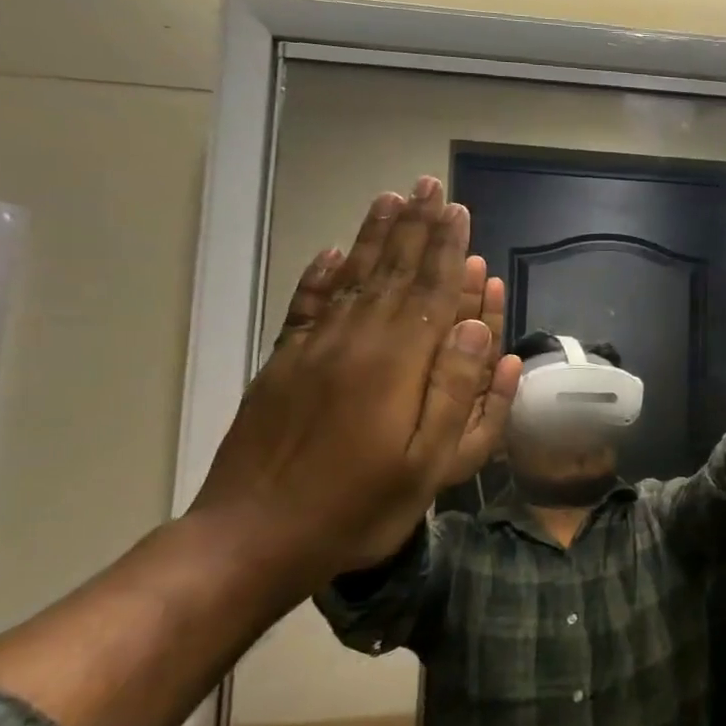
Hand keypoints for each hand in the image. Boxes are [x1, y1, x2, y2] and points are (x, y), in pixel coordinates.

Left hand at [191, 179, 523, 576]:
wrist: (251, 539)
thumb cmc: (357, 508)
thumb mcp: (429, 464)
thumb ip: (457, 391)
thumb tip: (474, 325)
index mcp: (396, 364)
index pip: (431, 291)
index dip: (447, 249)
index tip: (457, 211)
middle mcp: (355, 342)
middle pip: (393, 272)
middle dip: (415, 227)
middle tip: (428, 187)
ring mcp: (313, 350)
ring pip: (352, 279)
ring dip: (373, 237)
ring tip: (389, 200)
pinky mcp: (282, 365)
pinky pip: (306, 306)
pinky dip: (322, 275)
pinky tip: (332, 253)